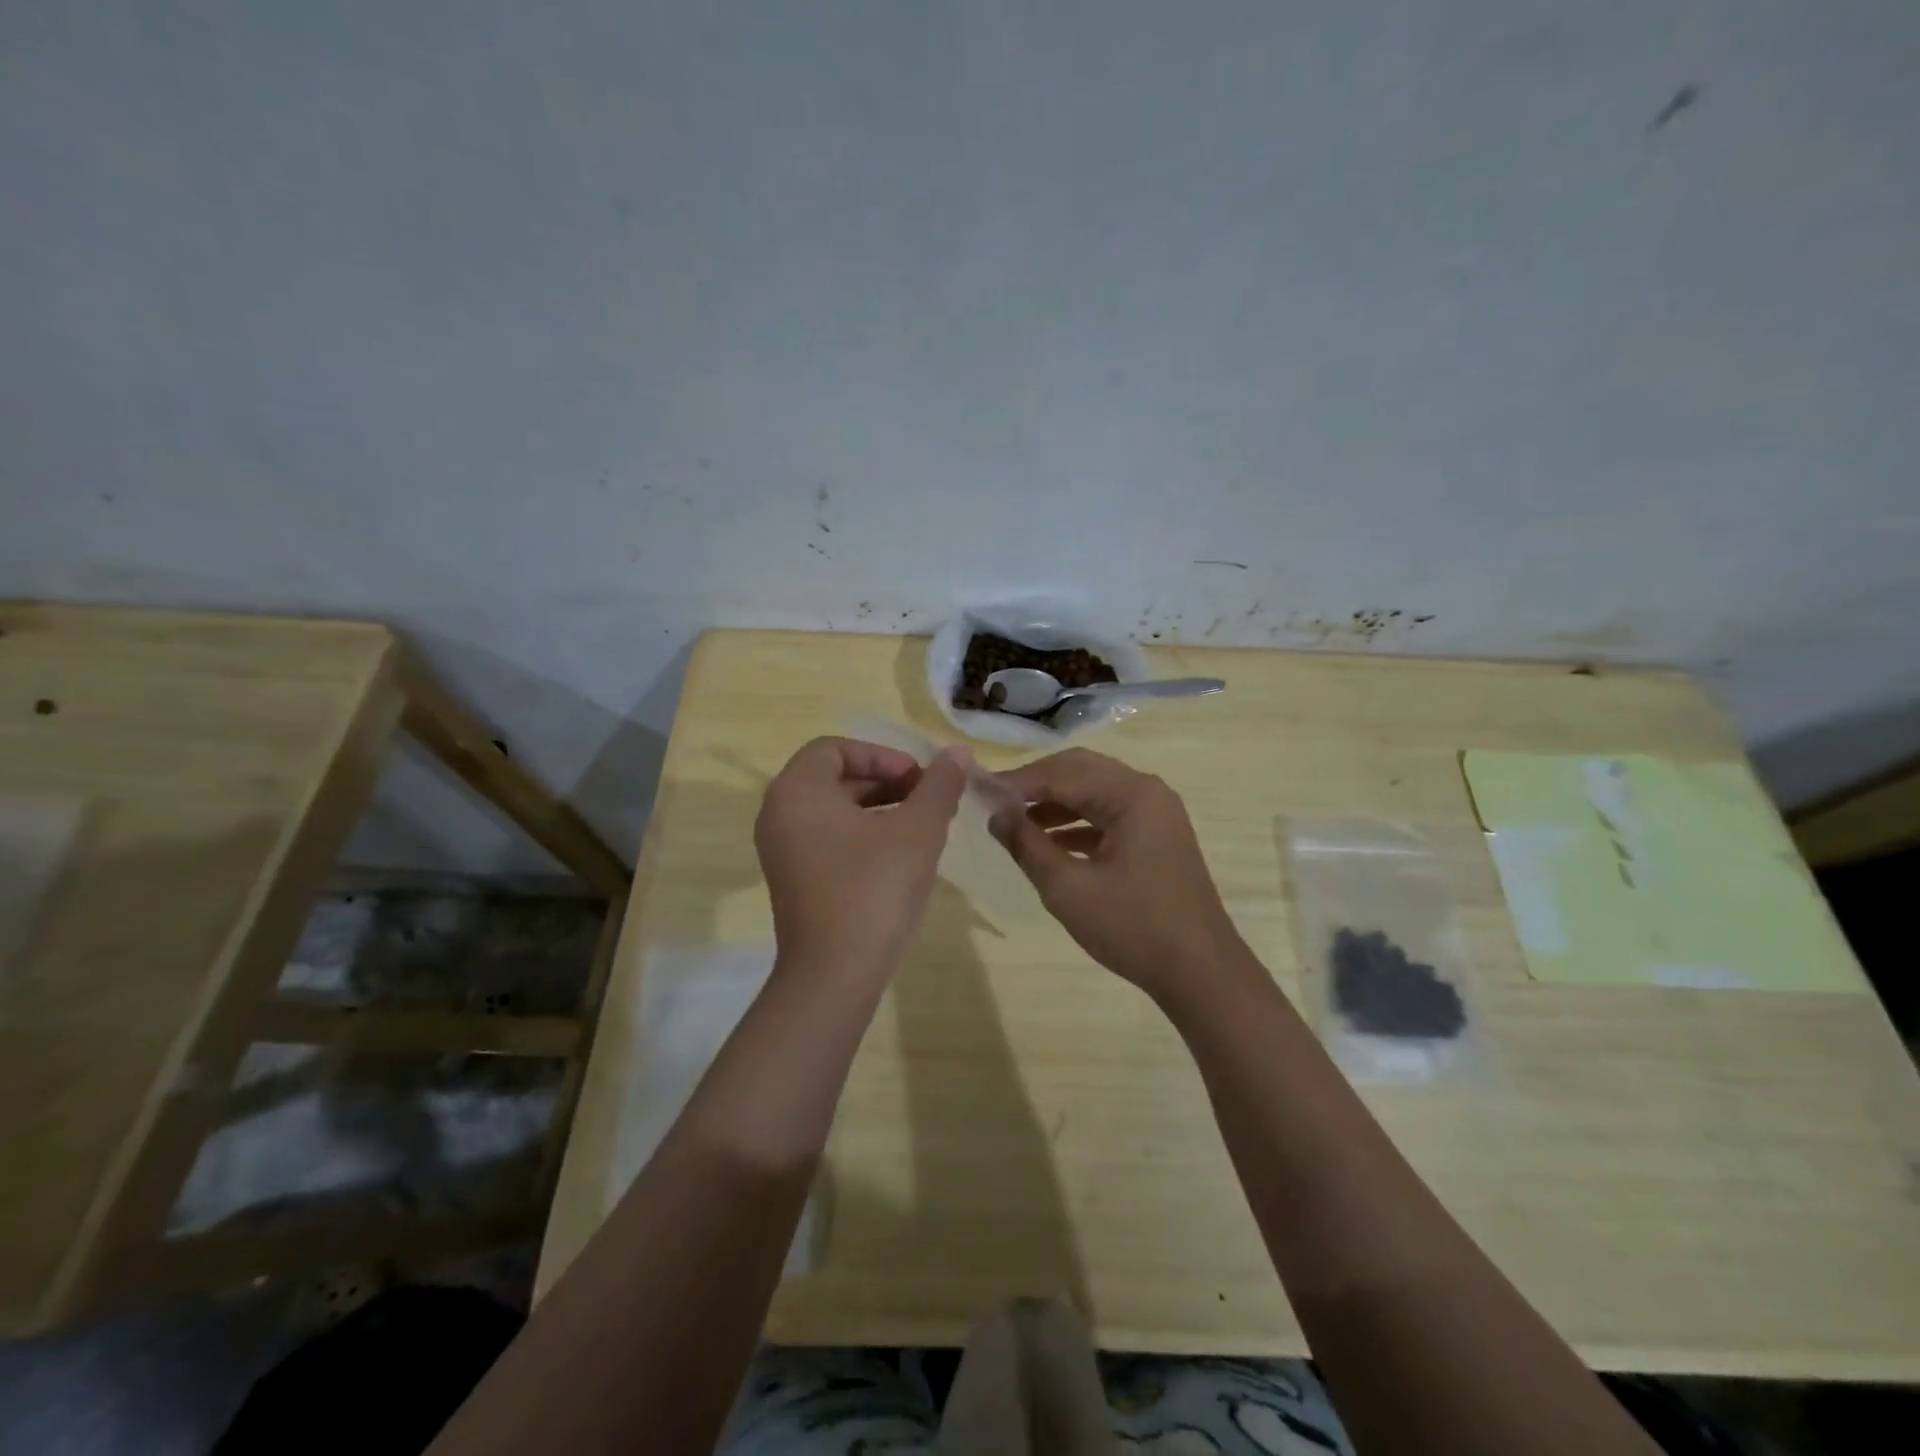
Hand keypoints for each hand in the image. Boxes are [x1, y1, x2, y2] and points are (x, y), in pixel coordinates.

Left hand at [755, 737, 968, 984]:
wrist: (834, 976)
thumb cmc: (874, 890)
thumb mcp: (918, 830)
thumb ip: (939, 785)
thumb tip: (958, 752)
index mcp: (797, 792)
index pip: (836, 748)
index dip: (882, 756)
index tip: (918, 779)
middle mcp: (779, 814)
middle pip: (834, 778)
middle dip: (885, 782)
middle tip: (928, 799)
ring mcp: (782, 851)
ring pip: (834, 810)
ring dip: (879, 808)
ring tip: (922, 826)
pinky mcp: (794, 880)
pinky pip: (828, 839)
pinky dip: (863, 834)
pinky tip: (900, 856)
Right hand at [989, 748, 1245, 1000]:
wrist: (1200, 972)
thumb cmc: (1133, 927)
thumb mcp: (1068, 888)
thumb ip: (1027, 845)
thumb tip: (995, 814)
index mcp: (1131, 794)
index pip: (1062, 773)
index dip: (1017, 782)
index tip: (978, 792)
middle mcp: (1146, 791)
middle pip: (1080, 771)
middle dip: (1035, 785)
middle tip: (995, 802)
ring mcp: (1155, 813)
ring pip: (1094, 792)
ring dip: (1054, 803)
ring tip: (1013, 823)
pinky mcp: (1155, 836)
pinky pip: (1108, 815)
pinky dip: (1076, 823)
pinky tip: (1047, 842)